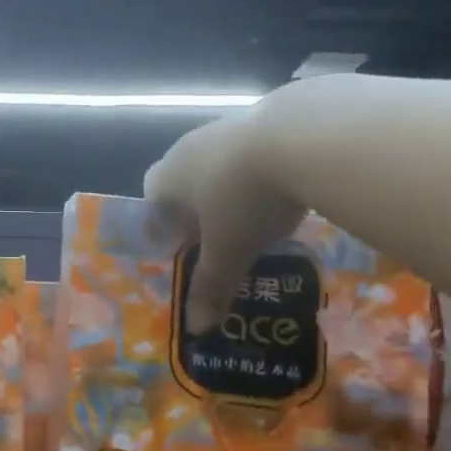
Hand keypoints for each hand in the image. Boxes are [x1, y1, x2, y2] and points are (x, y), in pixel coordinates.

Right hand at [144, 88, 307, 332]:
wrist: (300, 136)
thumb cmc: (244, 198)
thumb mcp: (230, 251)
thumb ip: (211, 287)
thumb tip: (197, 330)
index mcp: (168, 177)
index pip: (150, 200)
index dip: (162, 226)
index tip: (184, 248)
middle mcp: (188, 148)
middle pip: (183, 182)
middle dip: (198, 211)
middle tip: (221, 240)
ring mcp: (225, 129)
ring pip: (217, 166)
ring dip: (231, 191)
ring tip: (258, 221)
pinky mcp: (263, 120)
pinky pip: (251, 153)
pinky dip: (261, 174)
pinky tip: (286, 194)